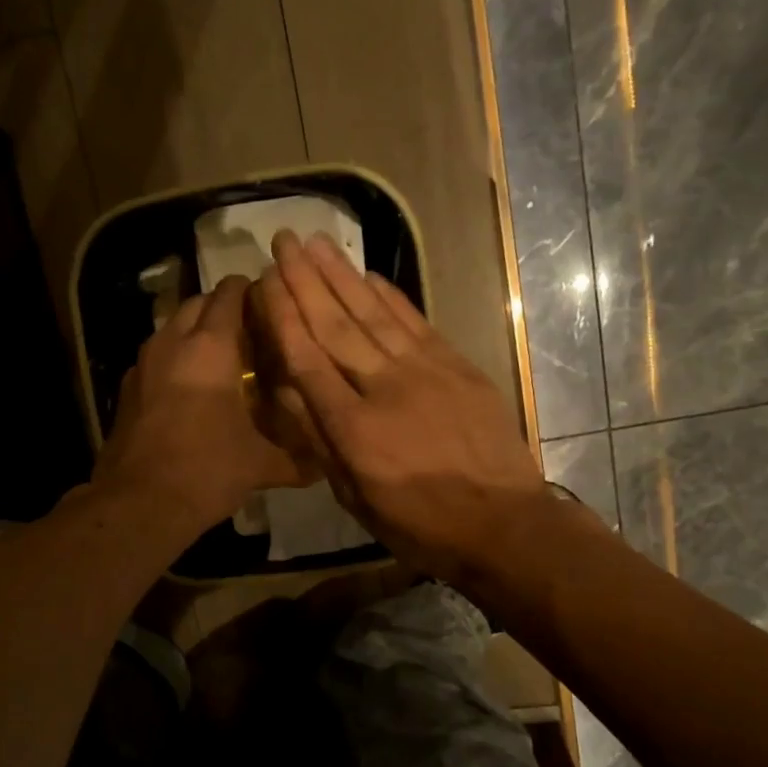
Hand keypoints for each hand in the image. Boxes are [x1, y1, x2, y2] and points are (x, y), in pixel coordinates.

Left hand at [94, 275, 313, 537]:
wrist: (139, 503)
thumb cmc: (207, 470)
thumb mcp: (261, 465)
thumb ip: (297, 460)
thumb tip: (325, 465)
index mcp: (210, 347)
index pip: (229, 293)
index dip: (251, 290)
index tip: (272, 303)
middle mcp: (172, 343)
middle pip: (198, 304)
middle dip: (223, 309)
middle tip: (252, 333)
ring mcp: (143, 365)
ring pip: (173, 328)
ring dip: (196, 333)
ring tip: (224, 360)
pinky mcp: (127, 389)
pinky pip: (156, 358)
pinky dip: (175, 360)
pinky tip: (191, 390)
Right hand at [251, 230, 553, 582]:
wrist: (503, 524)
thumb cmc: (420, 525)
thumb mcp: (356, 498)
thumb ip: (321, 442)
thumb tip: (288, 390)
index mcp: (353, 429)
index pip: (307, 359)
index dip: (283, 317)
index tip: (263, 281)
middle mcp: (384, 388)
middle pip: (336, 325)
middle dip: (304, 280)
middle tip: (282, 241)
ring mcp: (425, 371)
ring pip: (373, 314)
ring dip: (342, 275)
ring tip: (316, 242)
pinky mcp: (457, 366)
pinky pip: (415, 322)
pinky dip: (390, 296)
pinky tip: (369, 275)